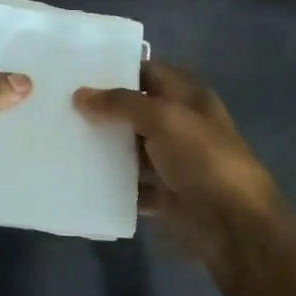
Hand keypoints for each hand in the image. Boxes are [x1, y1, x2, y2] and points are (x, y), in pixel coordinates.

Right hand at [74, 61, 284, 285]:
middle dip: (103, 110)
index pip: (148, 73)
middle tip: (60, 106)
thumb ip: (121, 103)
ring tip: (61, 139)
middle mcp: (181, 125)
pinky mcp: (165, 194)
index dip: (117, 70)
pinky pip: (132, 185)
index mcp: (188, 97)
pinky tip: (81, 178)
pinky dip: (112, 184)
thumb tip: (80, 94)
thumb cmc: (203, 158)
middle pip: (136, 111)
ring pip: (131, 149)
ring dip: (104, 148)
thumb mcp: (163, 118)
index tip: (78, 72)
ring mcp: (173, 161)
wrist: (235, 224)